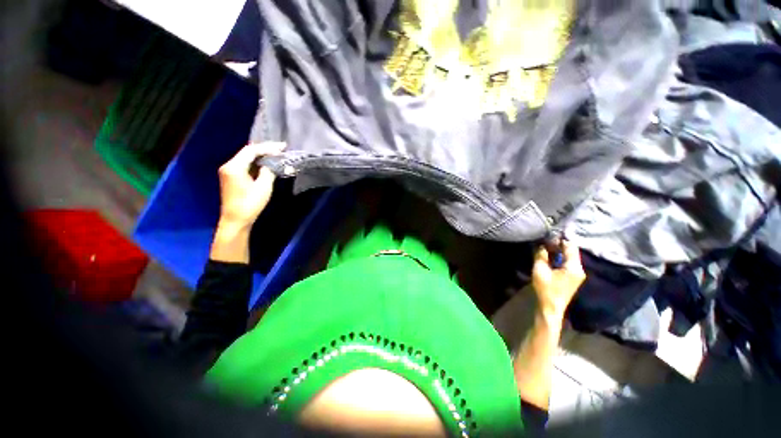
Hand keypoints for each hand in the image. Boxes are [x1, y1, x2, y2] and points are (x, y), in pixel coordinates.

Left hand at [217, 142, 284, 230]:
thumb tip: (272, 164)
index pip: (251, 150)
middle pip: (247, 152)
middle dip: (265, 149)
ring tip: (276, 154)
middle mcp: (229, 165)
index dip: (268, 147)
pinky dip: (256, 163)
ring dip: (261, 156)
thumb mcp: (263, 187)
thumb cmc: (250, 204)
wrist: (236, 220)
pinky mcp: (232, 177)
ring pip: (246, 158)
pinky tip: (266, 163)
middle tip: (281, 149)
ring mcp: (229, 171)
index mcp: (234, 166)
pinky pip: (245, 165)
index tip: (283, 147)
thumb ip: (268, 172)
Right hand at [531, 240, 585, 317]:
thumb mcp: (540, 270)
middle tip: (544, 240)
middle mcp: (579, 269)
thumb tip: (541, 244)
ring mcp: (576, 274)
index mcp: (574, 267)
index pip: (570, 247)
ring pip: (568, 257)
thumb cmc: (546, 289)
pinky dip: (558, 258)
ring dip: (558, 252)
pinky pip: (566, 263)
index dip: (560, 239)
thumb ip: (541, 255)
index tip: (549, 234)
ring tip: (544, 247)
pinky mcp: (572, 278)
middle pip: (571, 251)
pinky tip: (549, 257)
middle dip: (558, 245)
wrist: (551, 307)